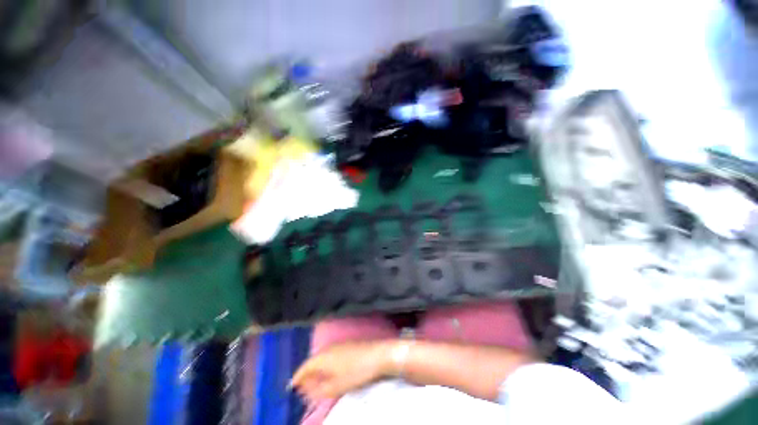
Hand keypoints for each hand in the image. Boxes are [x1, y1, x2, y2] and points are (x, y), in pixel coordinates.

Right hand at [291, 340, 393, 399]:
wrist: (378, 355)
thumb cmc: (356, 372)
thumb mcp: (336, 386)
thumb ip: (318, 390)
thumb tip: (306, 390)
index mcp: (323, 356)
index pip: (304, 366)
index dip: (297, 377)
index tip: (291, 387)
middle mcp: (328, 347)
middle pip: (313, 360)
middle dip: (307, 373)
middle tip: (303, 386)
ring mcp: (339, 343)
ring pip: (322, 356)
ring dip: (317, 368)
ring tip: (315, 381)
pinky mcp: (348, 343)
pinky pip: (331, 354)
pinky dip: (326, 363)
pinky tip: (330, 371)